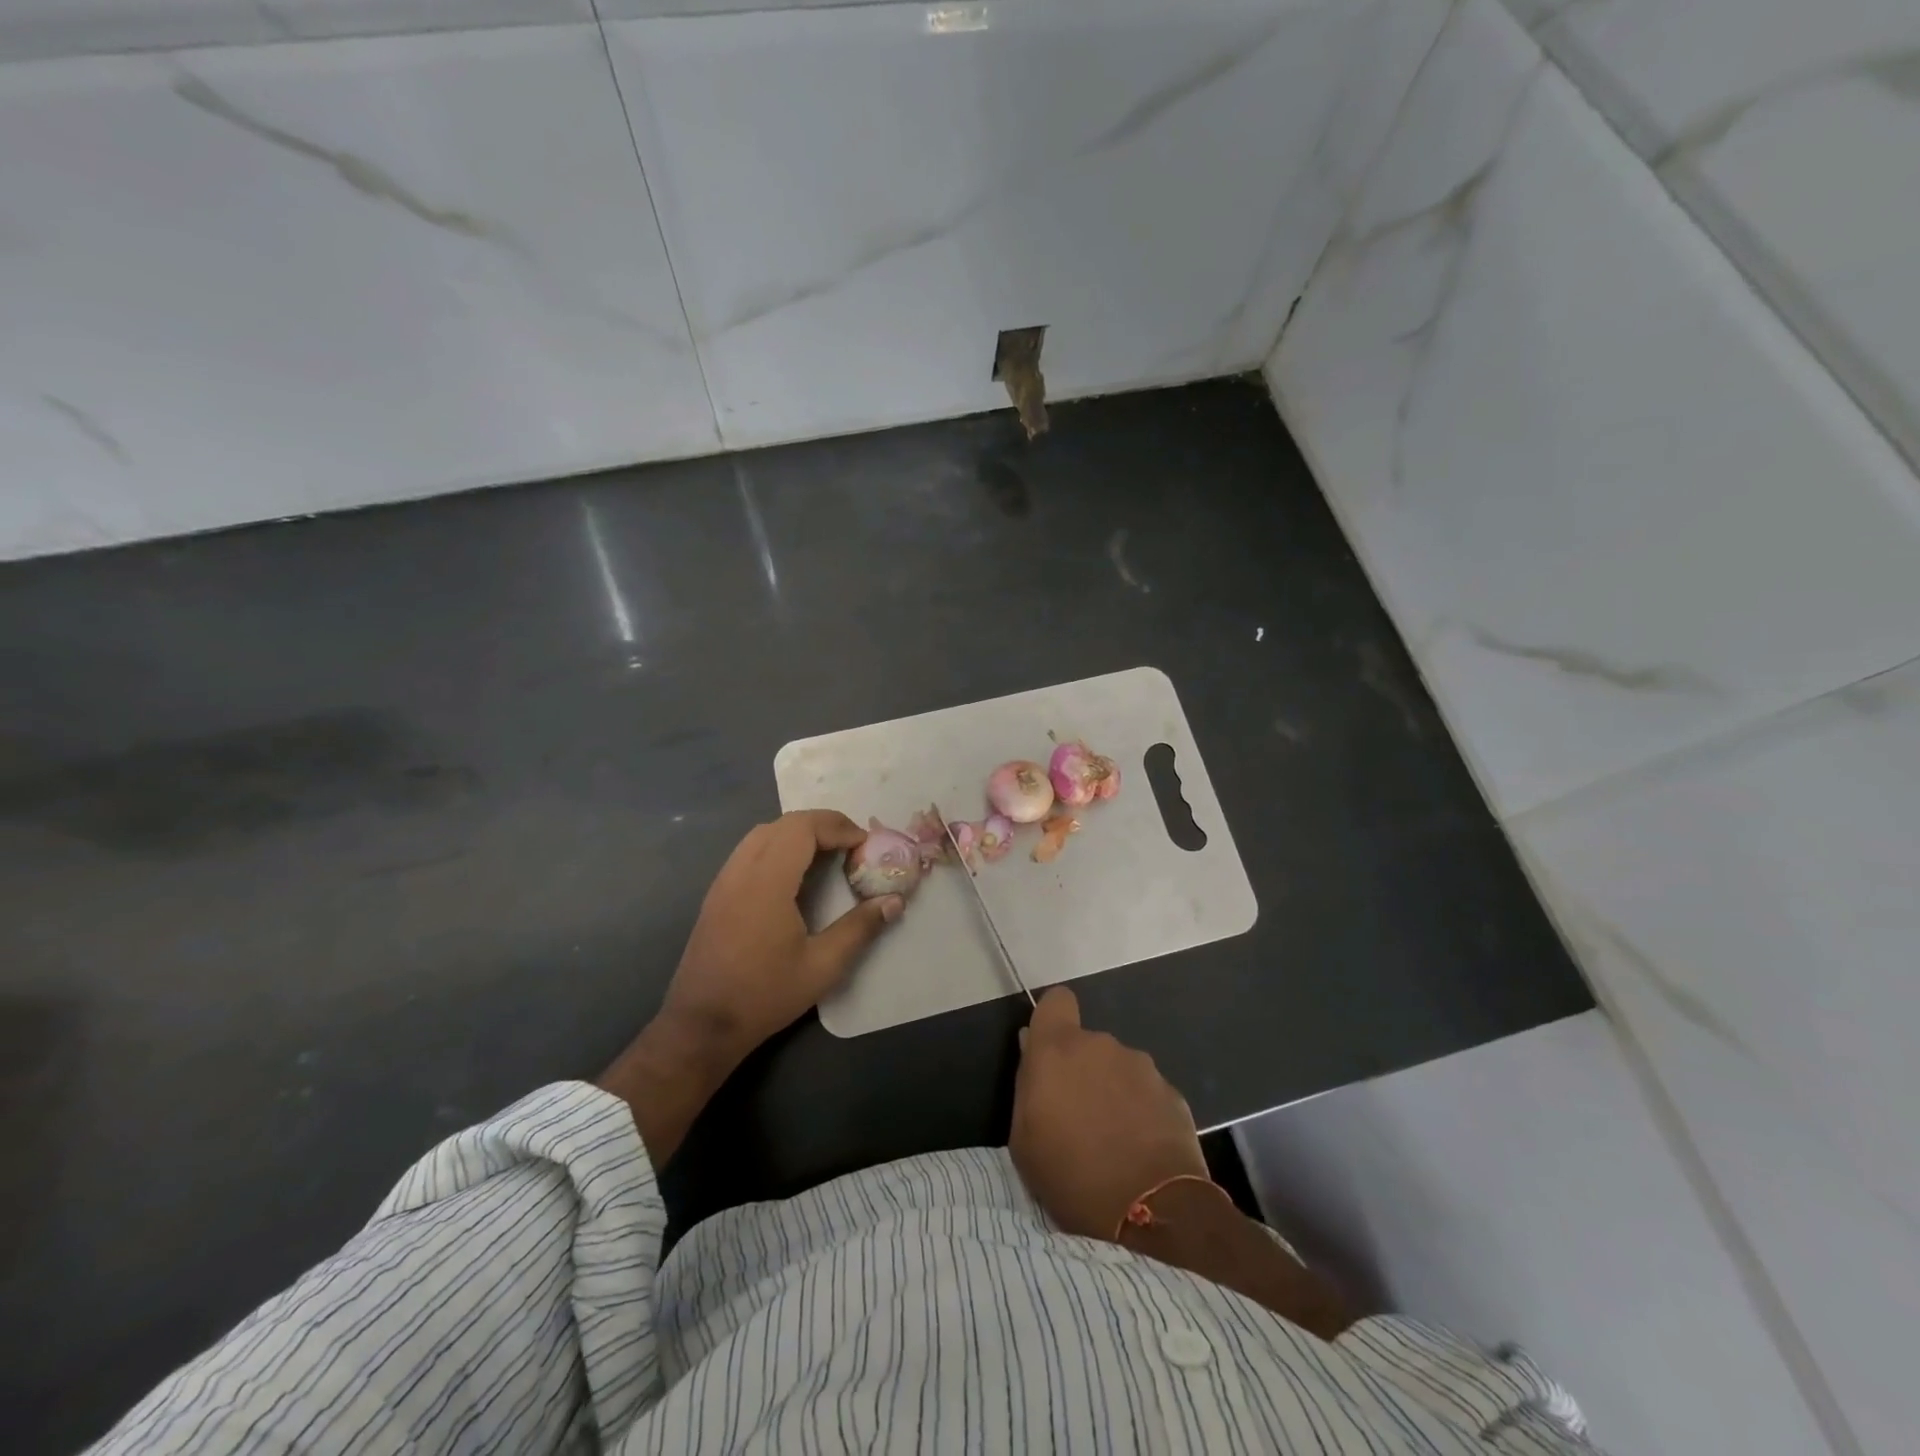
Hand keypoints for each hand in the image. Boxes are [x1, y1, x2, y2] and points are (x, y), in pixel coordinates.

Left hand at [659, 808, 903, 1061]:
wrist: (702, 1025)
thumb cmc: (764, 995)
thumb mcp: (823, 966)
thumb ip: (860, 928)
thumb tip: (894, 901)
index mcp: (767, 882)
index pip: (802, 828)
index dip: (837, 827)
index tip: (864, 844)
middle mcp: (741, 871)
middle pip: (783, 824)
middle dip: (821, 825)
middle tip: (851, 845)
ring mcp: (724, 881)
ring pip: (762, 834)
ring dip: (798, 834)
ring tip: (827, 855)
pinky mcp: (716, 895)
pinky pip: (749, 851)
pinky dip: (778, 847)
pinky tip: (795, 876)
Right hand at [1009, 986, 1207, 1239]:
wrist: (1151, 1214)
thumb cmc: (1070, 1177)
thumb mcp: (1024, 1139)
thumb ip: (1028, 1084)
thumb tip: (1032, 1047)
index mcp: (1058, 1048)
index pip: (1057, 1000)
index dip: (1053, 1020)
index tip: (1050, 1052)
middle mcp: (1102, 1045)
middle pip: (1087, 1043)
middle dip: (1082, 1070)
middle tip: (1079, 1117)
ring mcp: (1142, 1067)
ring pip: (1119, 1069)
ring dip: (1113, 1091)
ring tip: (1114, 1140)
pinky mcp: (1173, 1094)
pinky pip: (1147, 1093)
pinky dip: (1142, 1113)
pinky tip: (1142, 1151)